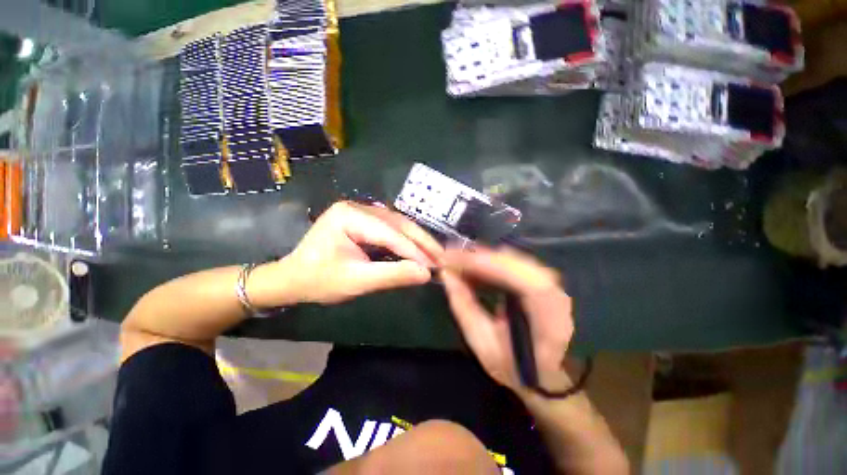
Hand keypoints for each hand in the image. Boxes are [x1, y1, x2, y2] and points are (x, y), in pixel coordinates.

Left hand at [251, 201, 443, 305]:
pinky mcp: (364, 220)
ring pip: (398, 223)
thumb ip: (392, 276)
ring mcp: (361, 211)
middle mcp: (357, 207)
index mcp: (349, 216)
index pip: (390, 233)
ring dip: (417, 240)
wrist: (293, 278)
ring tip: (434, 254)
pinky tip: (418, 249)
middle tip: (441, 257)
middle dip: (421, 242)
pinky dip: (407, 240)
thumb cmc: (319, 280)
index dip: (414, 250)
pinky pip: (392, 228)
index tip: (435, 266)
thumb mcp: (356, 281)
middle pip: (398, 223)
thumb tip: (425, 274)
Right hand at [440, 247, 572, 394]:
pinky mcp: (539, 278)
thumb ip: (463, 307)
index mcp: (550, 319)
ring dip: (482, 257)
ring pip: (512, 258)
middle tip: (449, 257)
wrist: (543, 373)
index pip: (524, 281)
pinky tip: (471, 266)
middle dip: (479, 257)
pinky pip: (511, 262)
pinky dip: (489, 261)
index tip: (455, 261)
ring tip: (456, 261)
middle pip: (517, 263)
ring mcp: (550, 283)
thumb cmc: (513, 365)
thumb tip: (447, 274)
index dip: (489, 266)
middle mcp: (556, 294)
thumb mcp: (482, 343)